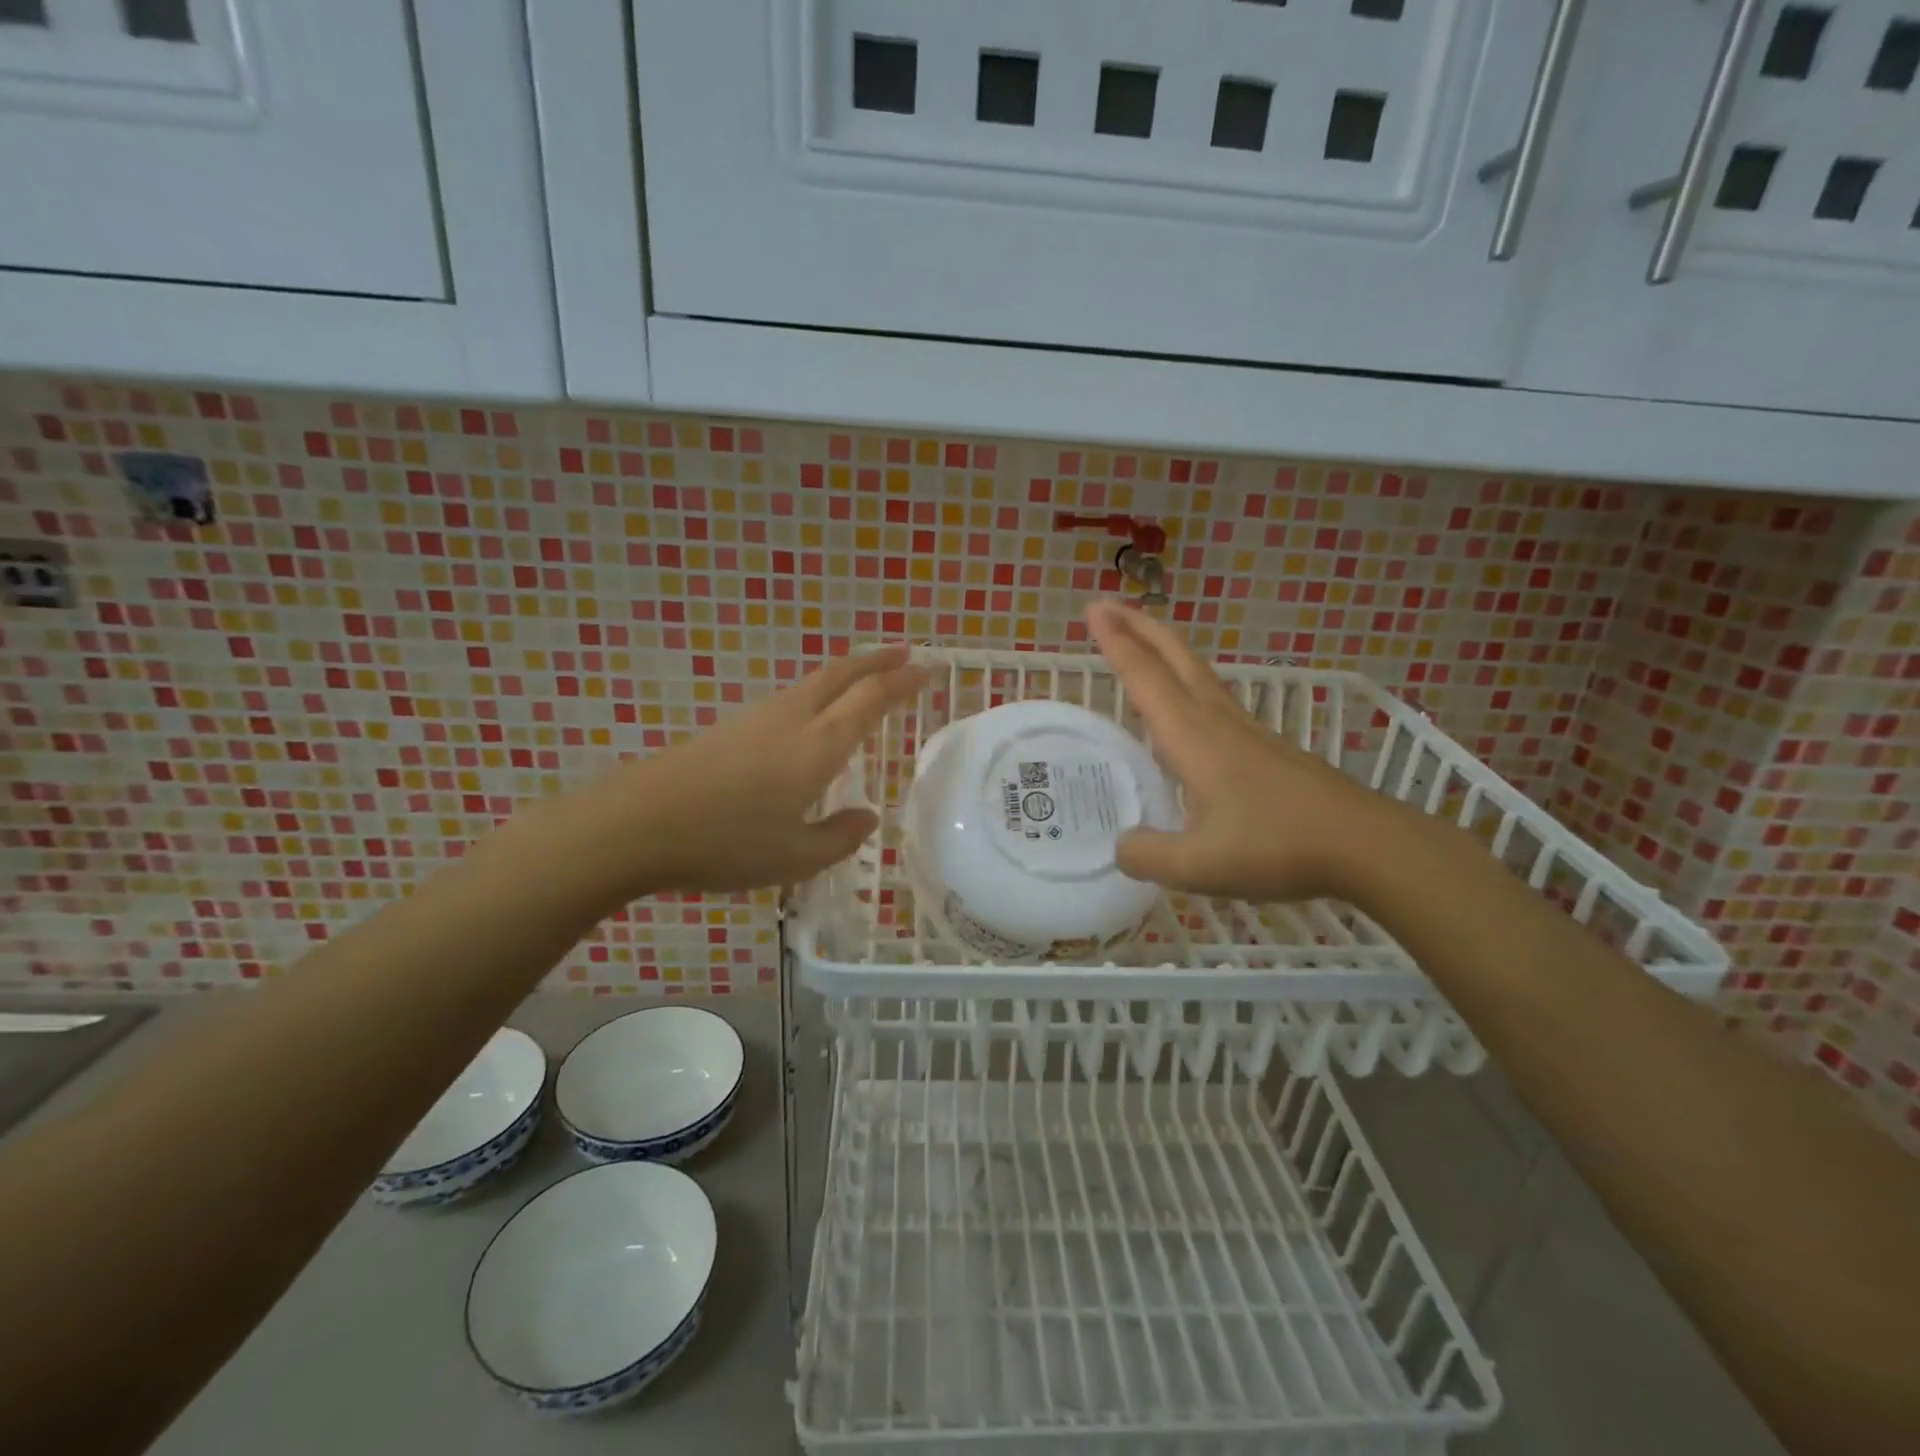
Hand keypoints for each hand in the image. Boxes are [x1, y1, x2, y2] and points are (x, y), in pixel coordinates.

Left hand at [574, 646, 925, 896]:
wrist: (637, 824)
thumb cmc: (725, 843)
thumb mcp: (794, 857)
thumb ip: (839, 837)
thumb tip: (867, 818)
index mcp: (818, 746)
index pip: (871, 699)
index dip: (903, 681)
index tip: (928, 668)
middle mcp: (792, 719)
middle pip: (841, 674)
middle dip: (877, 660)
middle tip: (905, 653)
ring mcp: (756, 719)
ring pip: (812, 682)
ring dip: (846, 673)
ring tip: (864, 680)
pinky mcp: (729, 728)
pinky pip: (789, 699)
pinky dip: (817, 693)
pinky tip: (811, 717)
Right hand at [1087, 600, 1413, 904]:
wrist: (1367, 844)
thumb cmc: (1279, 847)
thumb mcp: (1199, 866)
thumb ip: (1148, 856)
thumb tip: (1121, 846)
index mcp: (1194, 738)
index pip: (1146, 678)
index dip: (1116, 643)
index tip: (1093, 609)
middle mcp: (1218, 722)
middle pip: (1176, 658)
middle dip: (1141, 628)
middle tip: (1109, 607)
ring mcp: (1248, 732)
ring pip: (1199, 675)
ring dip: (1166, 651)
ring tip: (1143, 646)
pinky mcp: (1268, 748)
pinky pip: (1216, 700)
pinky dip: (1189, 685)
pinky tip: (1189, 712)